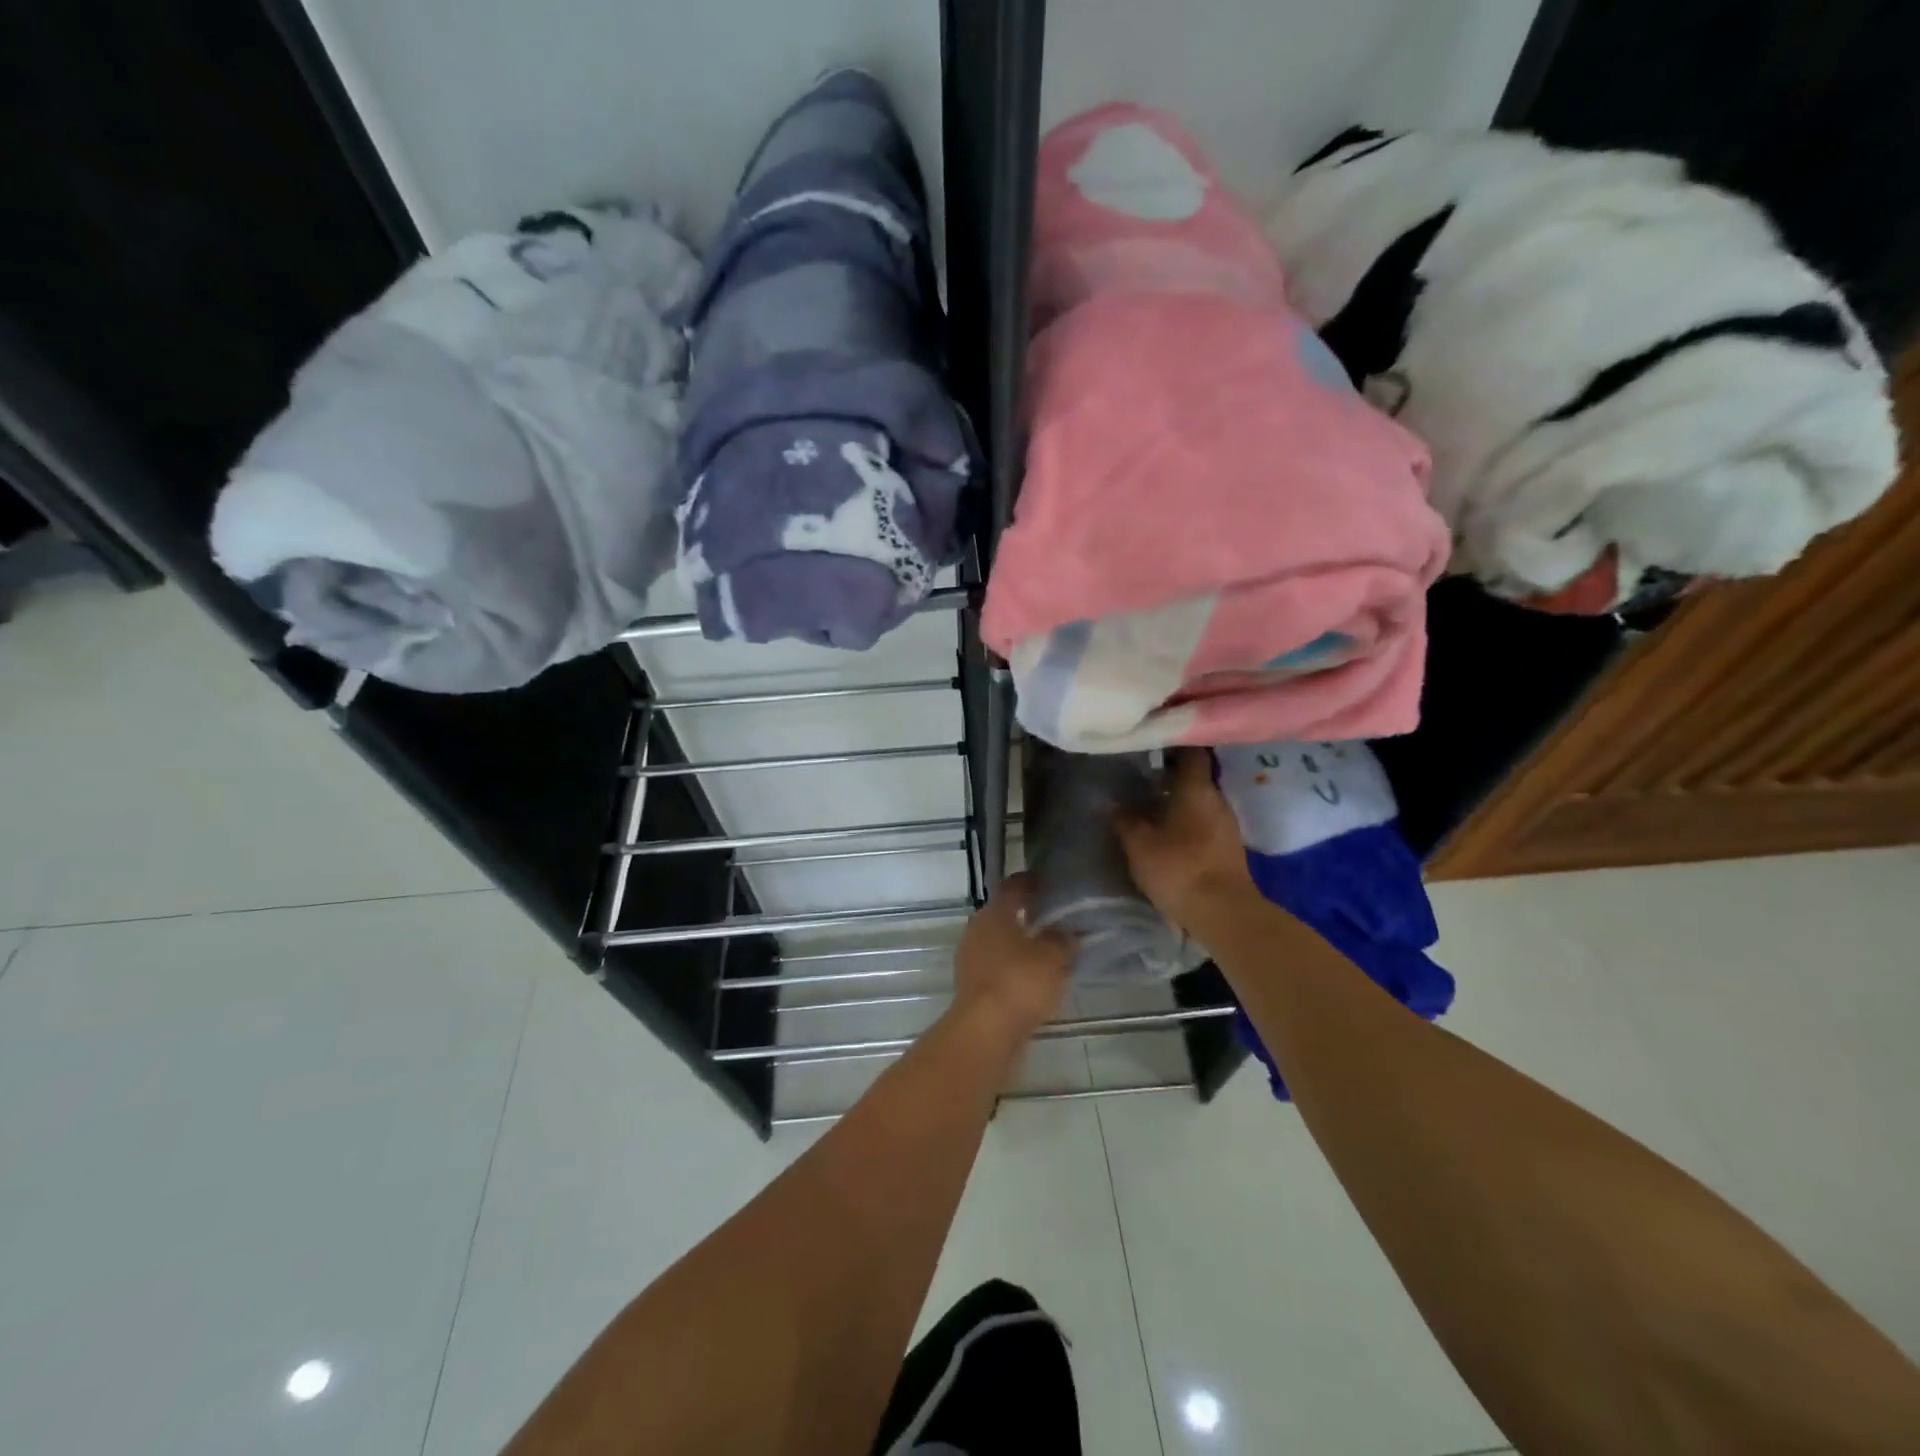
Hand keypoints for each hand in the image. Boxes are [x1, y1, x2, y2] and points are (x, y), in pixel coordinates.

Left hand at [952, 873, 1071, 1040]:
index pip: (1013, 887)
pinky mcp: (972, 987)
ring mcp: (971, 959)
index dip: (1031, 883)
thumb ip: (1062, 940)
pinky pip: (998, 969)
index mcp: (994, 913)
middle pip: (1004, 915)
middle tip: (1055, 918)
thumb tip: (1066, 932)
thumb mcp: (1053, 956)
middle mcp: (977, 930)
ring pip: (1000, 943)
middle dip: (1027, 915)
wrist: (985, 1031)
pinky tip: (1036, 979)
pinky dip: (1015, 969)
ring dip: (1021, 945)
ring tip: (1051, 950)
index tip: (1048, 883)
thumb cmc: (1020, 982)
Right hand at [1115, 748, 1256, 934]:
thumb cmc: (1179, 868)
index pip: (1191, 752)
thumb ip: (1125, 820)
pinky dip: (1189, 820)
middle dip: (1172, 775)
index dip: (1173, 744)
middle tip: (1143, 776)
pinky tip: (1169, 831)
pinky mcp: (1229, 847)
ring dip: (1180, 800)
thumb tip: (1113, 803)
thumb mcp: (1139, 845)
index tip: (1152, 743)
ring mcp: (1227, 824)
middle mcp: (1217, 799)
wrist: (1224, 913)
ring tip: (1152, 805)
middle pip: (1196, 777)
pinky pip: (1206, 822)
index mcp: (1196, 789)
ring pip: (1201, 800)